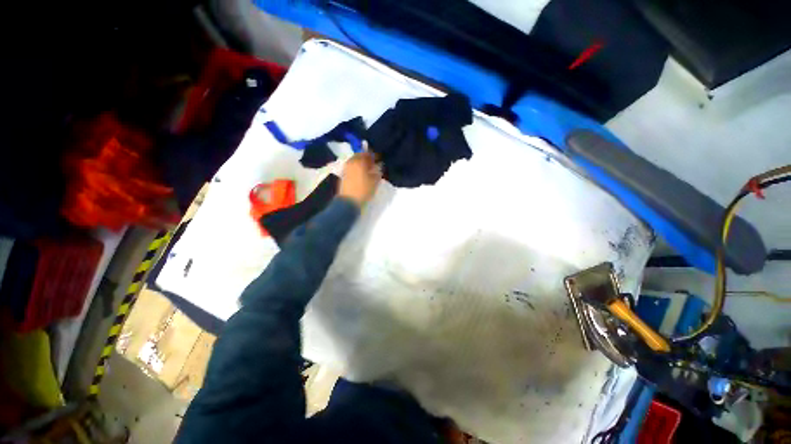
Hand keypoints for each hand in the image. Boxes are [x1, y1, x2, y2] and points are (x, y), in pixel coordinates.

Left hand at [338, 150, 381, 206]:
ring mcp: (346, 168)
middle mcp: (351, 162)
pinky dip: (357, 169)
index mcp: (359, 161)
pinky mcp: (343, 175)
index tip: (379, 159)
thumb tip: (379, 166)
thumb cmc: (363, 190)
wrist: (348, 202)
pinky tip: (362, 174)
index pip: (367, 153)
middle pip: (359, 156)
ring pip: (355, 162)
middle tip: (374, 164)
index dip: (374, 155)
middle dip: (367, 159)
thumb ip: (378, 171)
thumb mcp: (375, 181)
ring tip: (369, 170)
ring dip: (361, 164)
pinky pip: (352, 168)